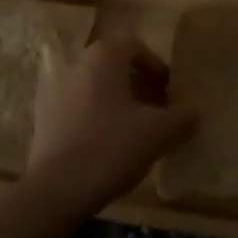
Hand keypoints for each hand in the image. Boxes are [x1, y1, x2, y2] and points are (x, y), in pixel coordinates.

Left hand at [18, 36, 196, 220]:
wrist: (55, 191)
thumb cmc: (111, 147)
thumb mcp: (159, 133)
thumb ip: (182, 117)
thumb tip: (194, 112)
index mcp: (103, 56)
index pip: (135, 46)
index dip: (156, 67)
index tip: (169, 93)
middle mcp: (77, 64)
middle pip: (115, 67)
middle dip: (139, 87)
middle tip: (157, 114)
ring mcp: (55, 91)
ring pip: (96, 88)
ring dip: (118, 104)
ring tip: (135, 134)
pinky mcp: (43, 119)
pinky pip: (78, 109)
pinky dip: (96, 119)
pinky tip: (108, 149)